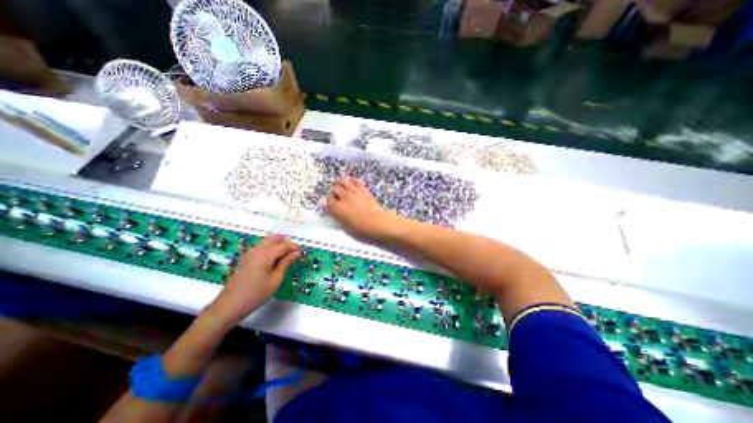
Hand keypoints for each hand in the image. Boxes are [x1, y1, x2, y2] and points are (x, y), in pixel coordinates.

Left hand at [210, 235, 301, 322]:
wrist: (230, 305)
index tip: (302, 252)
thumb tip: (297, 253)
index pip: (284, 245)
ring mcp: (249, 253)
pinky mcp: (245, 259)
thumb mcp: (276, 279)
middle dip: (285, 242)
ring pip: (266, 241)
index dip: (294, 247)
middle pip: (274, 238)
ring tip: (285, 257)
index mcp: (266, 254)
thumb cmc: (257, 293)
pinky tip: (273, 260)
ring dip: (277, 245)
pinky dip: (269, 248)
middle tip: (293, 253)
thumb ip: (286, 263)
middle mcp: (257, 249)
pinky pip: (260, 247)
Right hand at [327, 177, 402, 242]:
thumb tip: (335, 211)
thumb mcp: (344, 227)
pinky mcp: (363, 189)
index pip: (328, 200)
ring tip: (344, 188)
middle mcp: (343, 198)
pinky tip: (353, 186)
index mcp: (336, 209)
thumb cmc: (361, 230)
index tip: (334, 203)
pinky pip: (355, 180)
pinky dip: (352, 181)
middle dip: (335, 192)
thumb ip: (337, 216)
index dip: (331, 201)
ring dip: (342, 184)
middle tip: (338, 196)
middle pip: (334, 188)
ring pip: (343, 180)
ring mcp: (353, 192)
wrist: (377, 224)